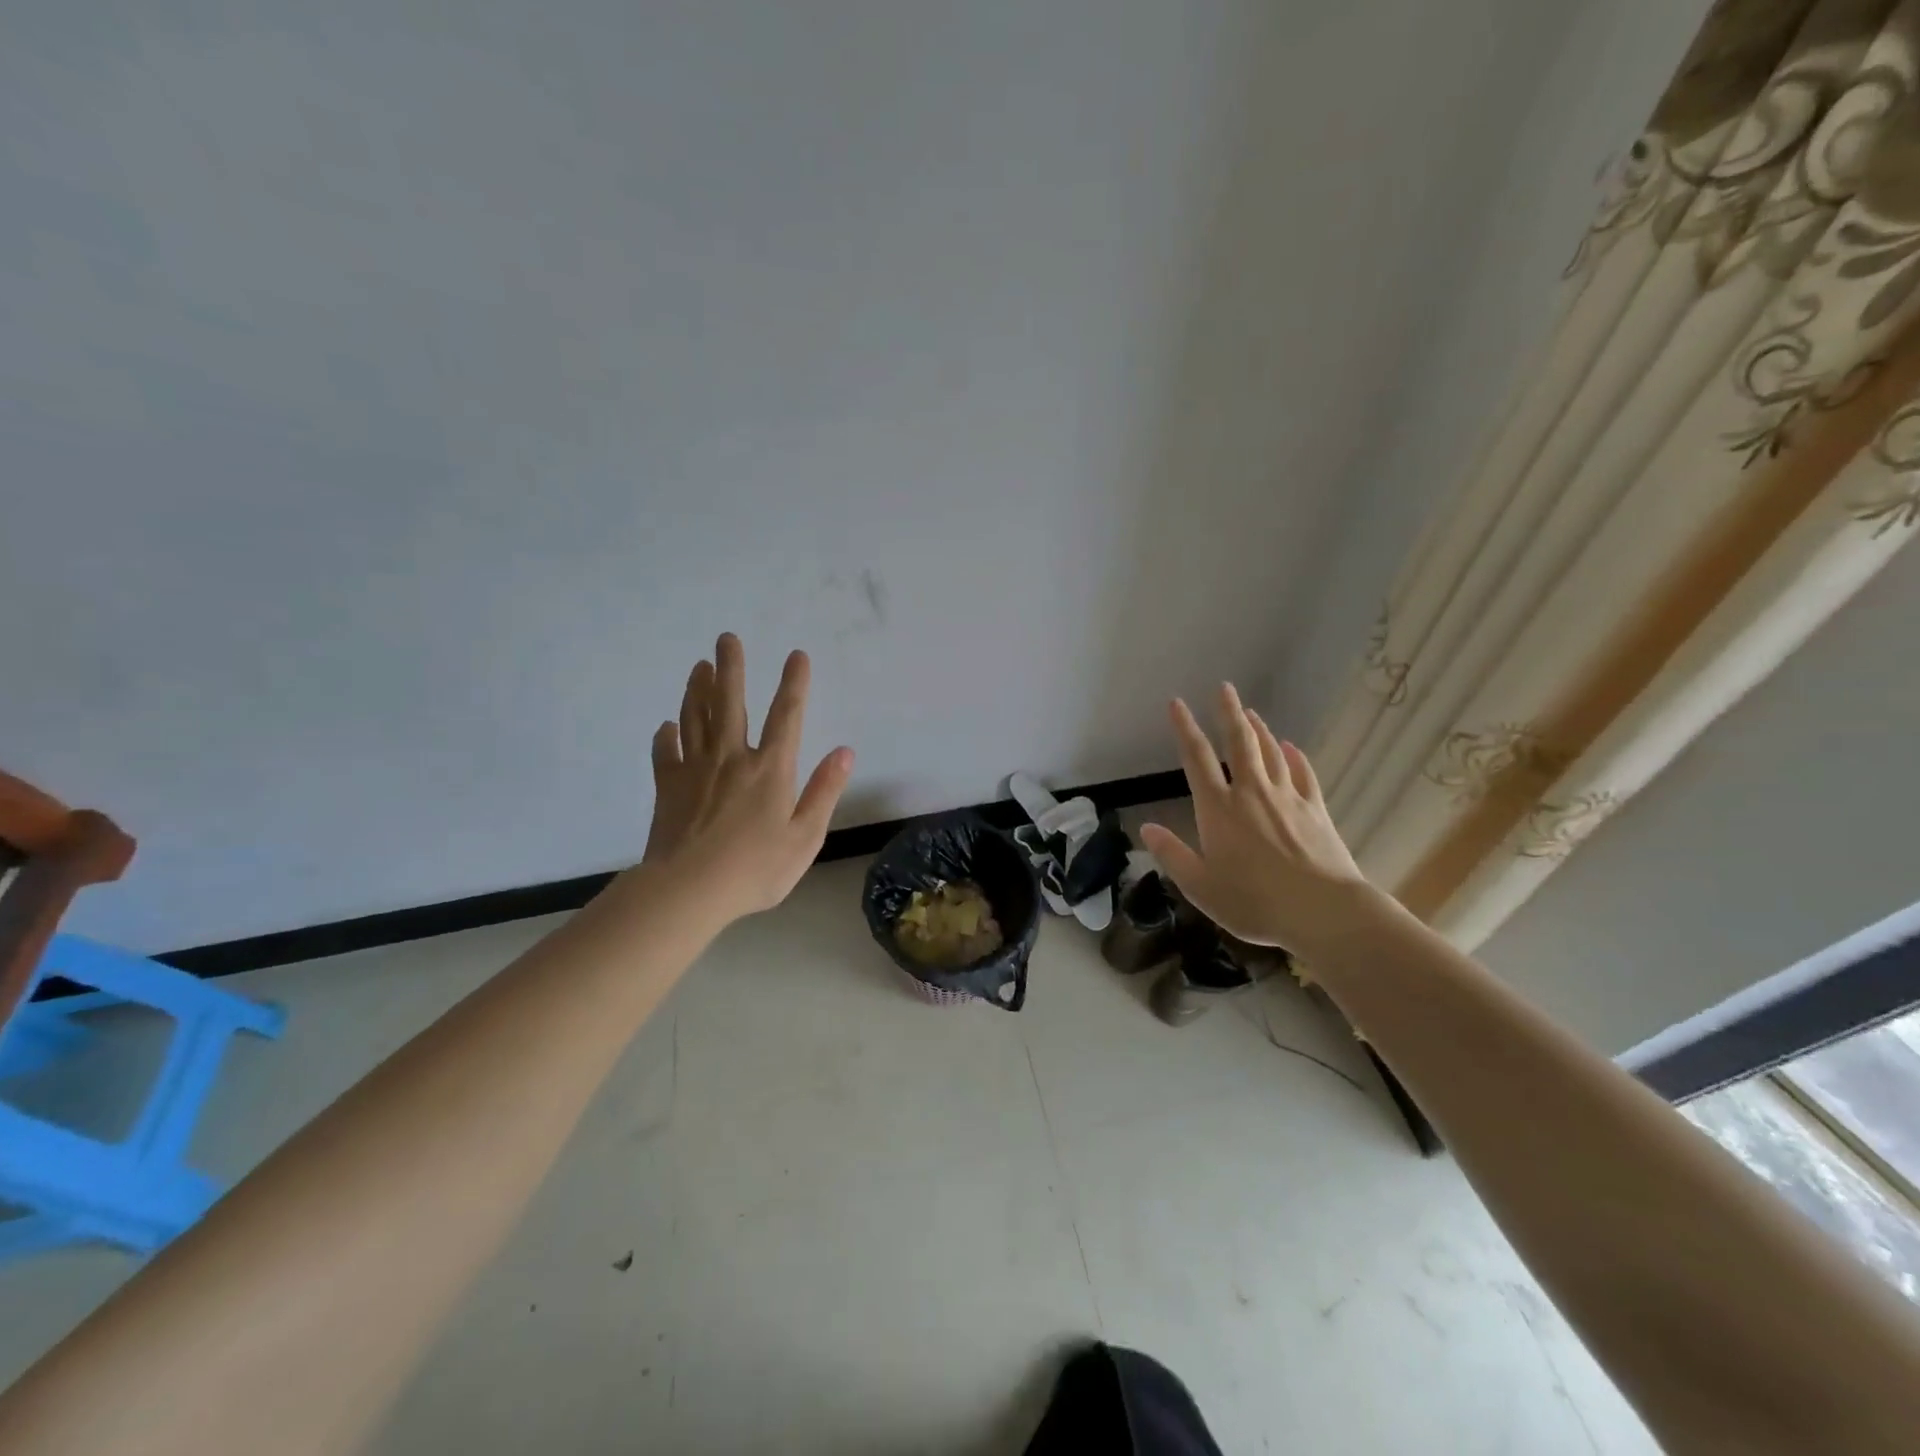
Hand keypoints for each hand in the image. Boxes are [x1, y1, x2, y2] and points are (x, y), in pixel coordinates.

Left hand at [635, 634, 853, 924]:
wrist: (689, 891)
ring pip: (695, 718)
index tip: (796, 654)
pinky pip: (665, 752)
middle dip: (731, 668)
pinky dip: (665, 736)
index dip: (794, 683)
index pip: (786, 715)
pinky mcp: (667, 786)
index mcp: (770, 769)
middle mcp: (732, 758)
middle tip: (726, 638)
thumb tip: (845, 751)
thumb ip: (824, 791)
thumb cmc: (755, 869)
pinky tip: (666, 726)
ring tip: (700, 666)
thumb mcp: (805, 836)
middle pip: (730, 703)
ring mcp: (695, 769)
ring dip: (698, 689)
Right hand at [1138, 684, 1372, 956]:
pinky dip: (1294, 757)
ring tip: (1250, 712)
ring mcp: (1287, 798)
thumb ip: (1172, 855)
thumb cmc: (1254, 902)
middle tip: (1224, 687)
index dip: (1185, 728)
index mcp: (1218, 809)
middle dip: (1228, 713)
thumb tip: (1146, 828)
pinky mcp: (1315, 810)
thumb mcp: (1200, 887)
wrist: (1322, 910)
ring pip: (1270, 753)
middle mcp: (1250, 794)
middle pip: (1238, 743)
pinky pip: (1303, 774)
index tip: (1177, 703)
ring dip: (1259, 729)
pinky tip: (1291, 747)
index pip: (1196, 759)